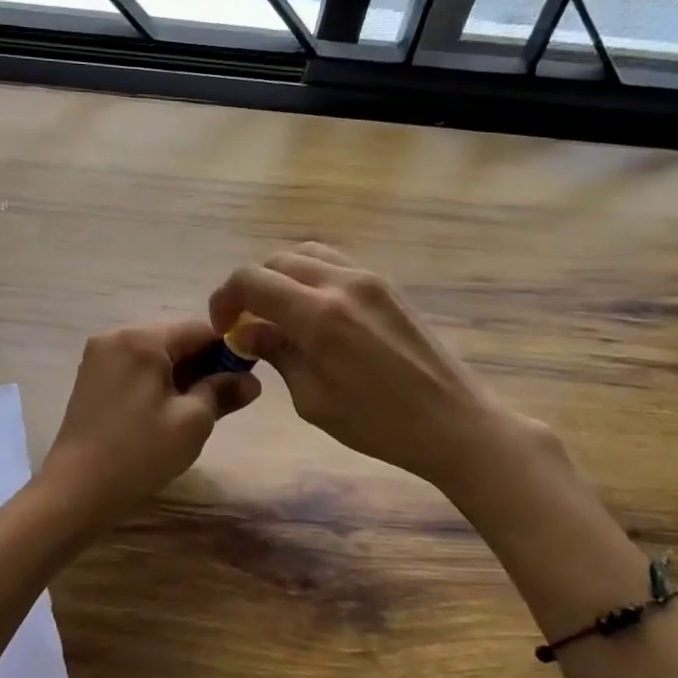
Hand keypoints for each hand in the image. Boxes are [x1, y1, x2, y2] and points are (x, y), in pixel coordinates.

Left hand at [40, 318, 260, 521]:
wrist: (76, 489)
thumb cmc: (140, 452)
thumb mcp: (192, 422)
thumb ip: (223, 392)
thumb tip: (251, 381)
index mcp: (142, 338)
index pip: (199, 329)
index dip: (228, 351)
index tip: (245, 379)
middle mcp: (116, 336)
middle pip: (174, 339)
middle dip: (202, 364)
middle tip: (224, 399)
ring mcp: (98, 356)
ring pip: (154, 355)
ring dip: (179, 375)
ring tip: (195, 410)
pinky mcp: (89, 377)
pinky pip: (133, 368)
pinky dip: (155, 382)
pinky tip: (164, 412)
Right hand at [210, 243, 533, 490]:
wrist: (454, 421)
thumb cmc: (379, 424)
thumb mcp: (313, 399)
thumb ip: (277, 354)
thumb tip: (248, 333)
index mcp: (317, 315)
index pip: (251, 280)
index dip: (225, 299)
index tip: (224, 328)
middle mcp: (341, 283)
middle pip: (276, 261)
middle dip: (252, 287)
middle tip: (248, 324)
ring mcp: (368, 278)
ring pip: (307, 253)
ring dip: (282, 277)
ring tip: (280, 314)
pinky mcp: (387, 284)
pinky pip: (335, 263)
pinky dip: (311, 276)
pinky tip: (314, 312)